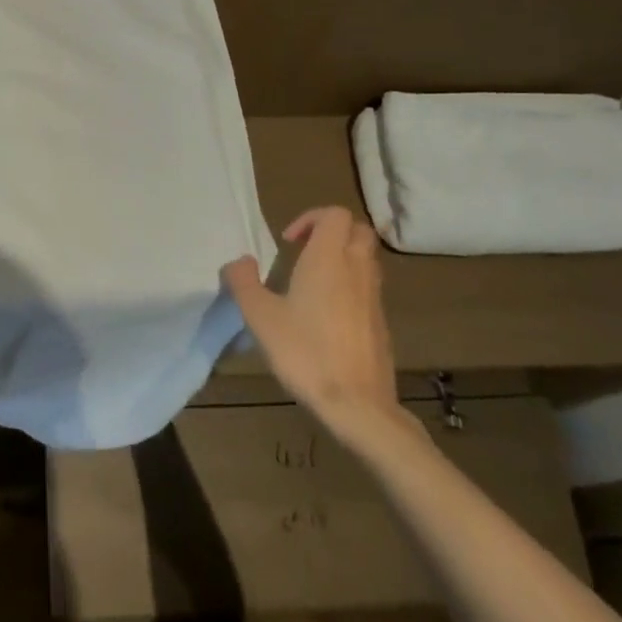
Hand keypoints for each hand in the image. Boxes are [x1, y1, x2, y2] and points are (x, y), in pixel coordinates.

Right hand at [222, 207, 422, 443]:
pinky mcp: (381, 323)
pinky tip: (326, 313)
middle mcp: (356, 270)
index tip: (288, 241)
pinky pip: (368, 287)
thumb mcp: (258, 316)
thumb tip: (240, 261)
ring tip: (312, 281)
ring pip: (366, 258)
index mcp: (328, 260)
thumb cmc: (304, 352)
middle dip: (331, 232)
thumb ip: (243, 281)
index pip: (335, 214)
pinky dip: (350, 285)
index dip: (311, 218)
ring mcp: (373, 297)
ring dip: (342, 258)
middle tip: (303, 252)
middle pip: (358, 230)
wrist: (357, 406)